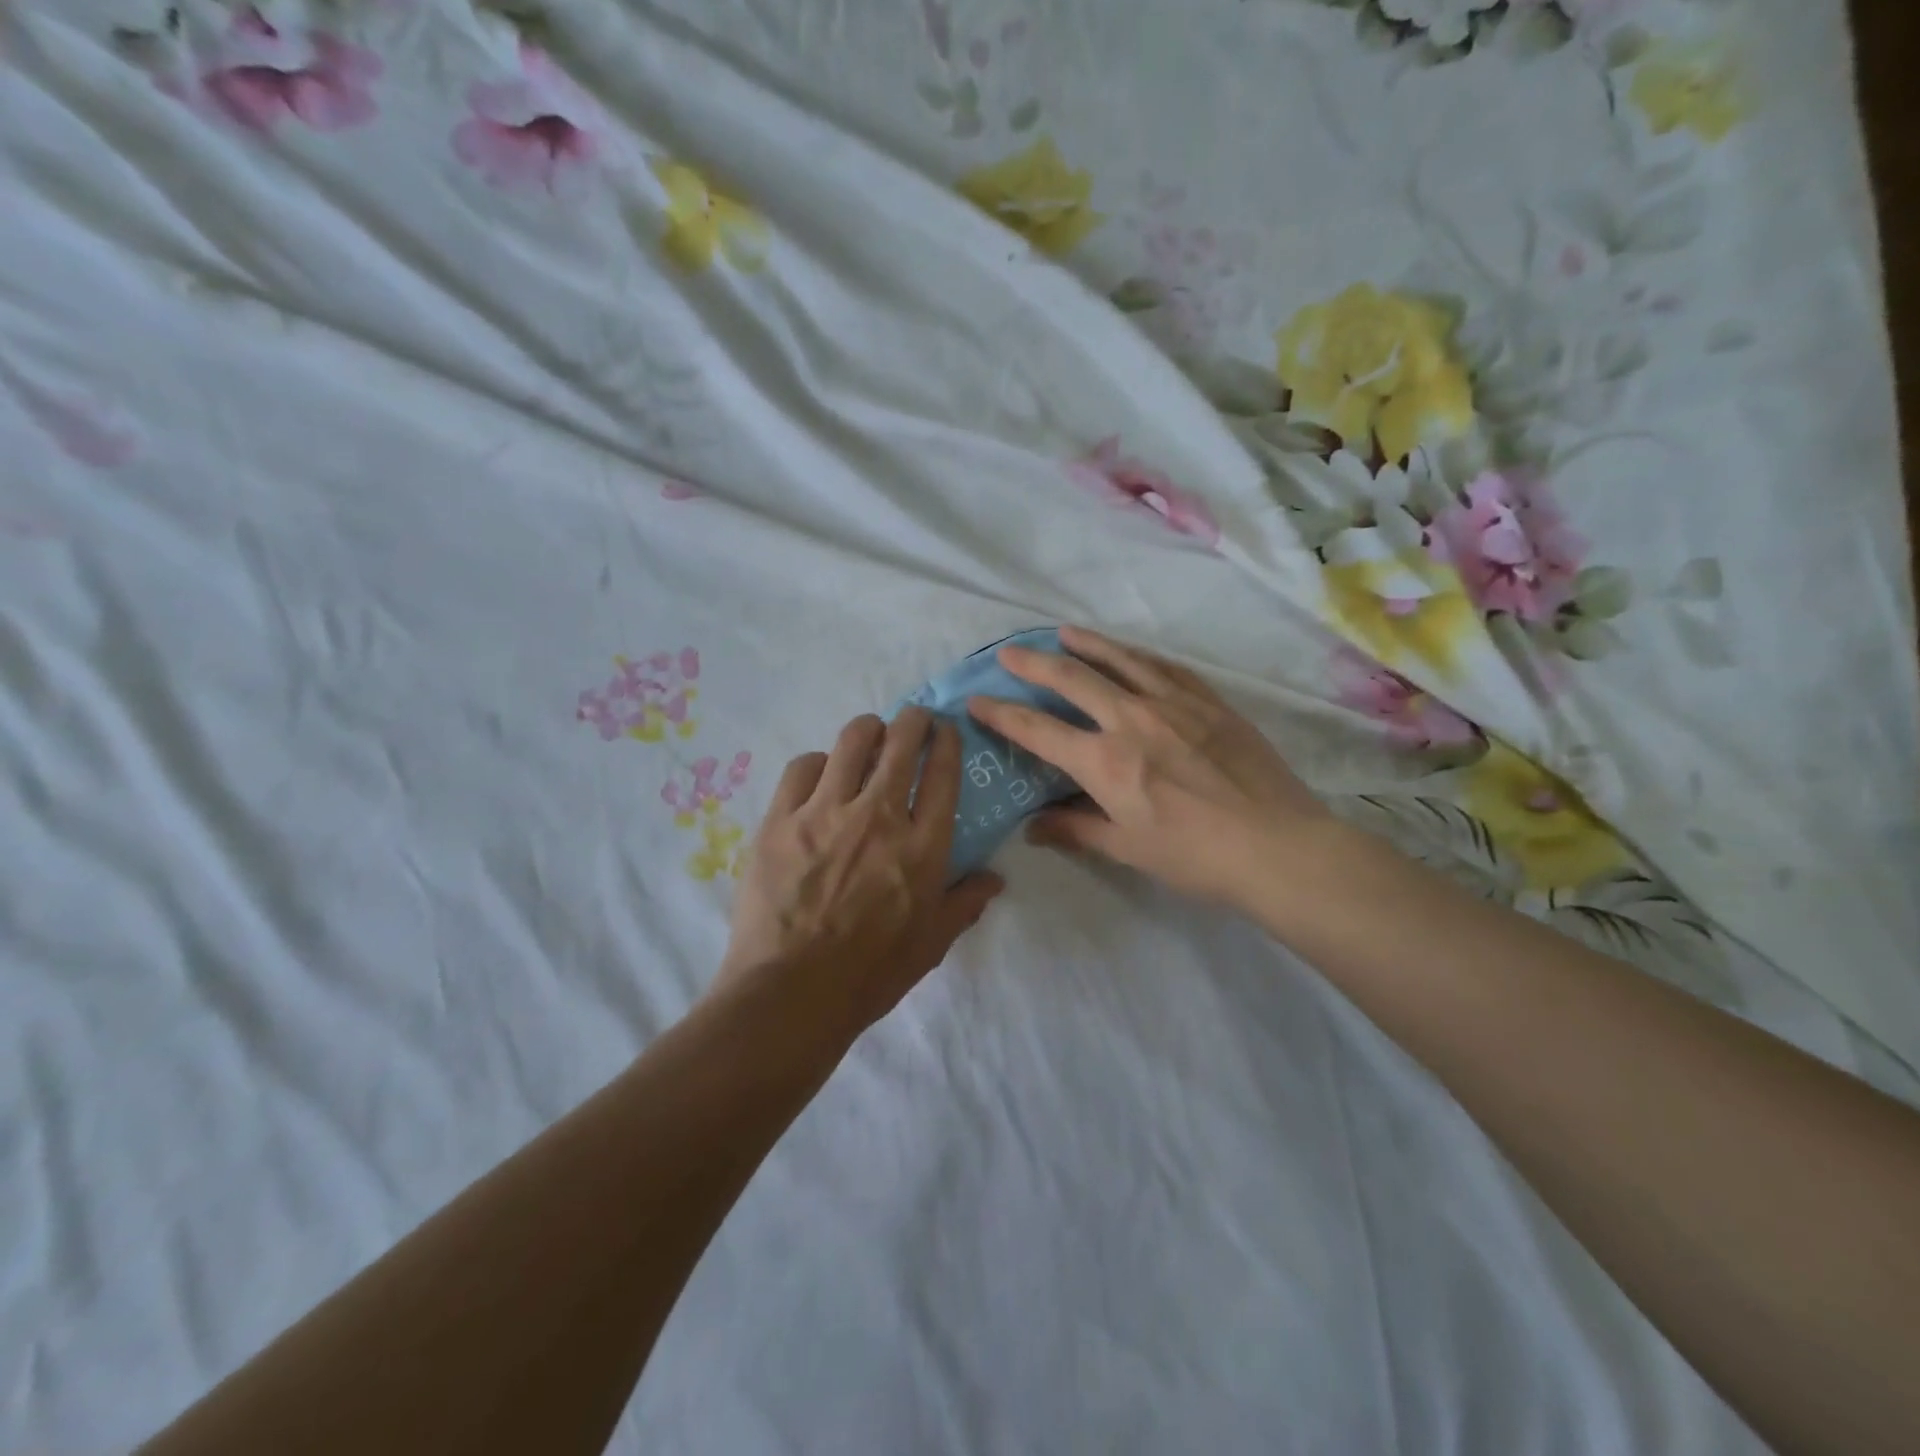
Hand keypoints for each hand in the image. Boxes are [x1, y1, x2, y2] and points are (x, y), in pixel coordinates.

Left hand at [714, 709, 1002, 1043]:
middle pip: (900, 743)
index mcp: (922, 846)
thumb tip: (995, 878)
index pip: (942, 774)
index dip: (946, 742)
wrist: (792, 993)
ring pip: (851, 741)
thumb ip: (965, 903)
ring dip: (867, 730)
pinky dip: (818, 763)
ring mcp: (825, 813)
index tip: (946, 729)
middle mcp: (878, 816)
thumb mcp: (932, 944)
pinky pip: (802, 767)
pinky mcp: (780, 820)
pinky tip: (820, 774)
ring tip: (869, 735)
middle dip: (912, 721)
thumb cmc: (871, 974)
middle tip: (913, 720)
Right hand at [968, 626, 1335, 913]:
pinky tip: (1131, 652)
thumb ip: (1075, 830)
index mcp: (1104, 761)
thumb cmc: (1195, 856)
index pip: (1037, 730)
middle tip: (1009, 653)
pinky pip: (1166, 666)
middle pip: (1072, 678)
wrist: (1278, 846)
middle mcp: (1131, 719)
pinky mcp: (1209, 701)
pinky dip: (1138, 655)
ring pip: (1120, 659)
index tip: (976, 699)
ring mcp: (1174, 703)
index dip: (1001, 714)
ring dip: (1085, 644)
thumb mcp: (1127, 849)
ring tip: (1063, 632)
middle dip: (1033, 663)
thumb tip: (1033, 827)